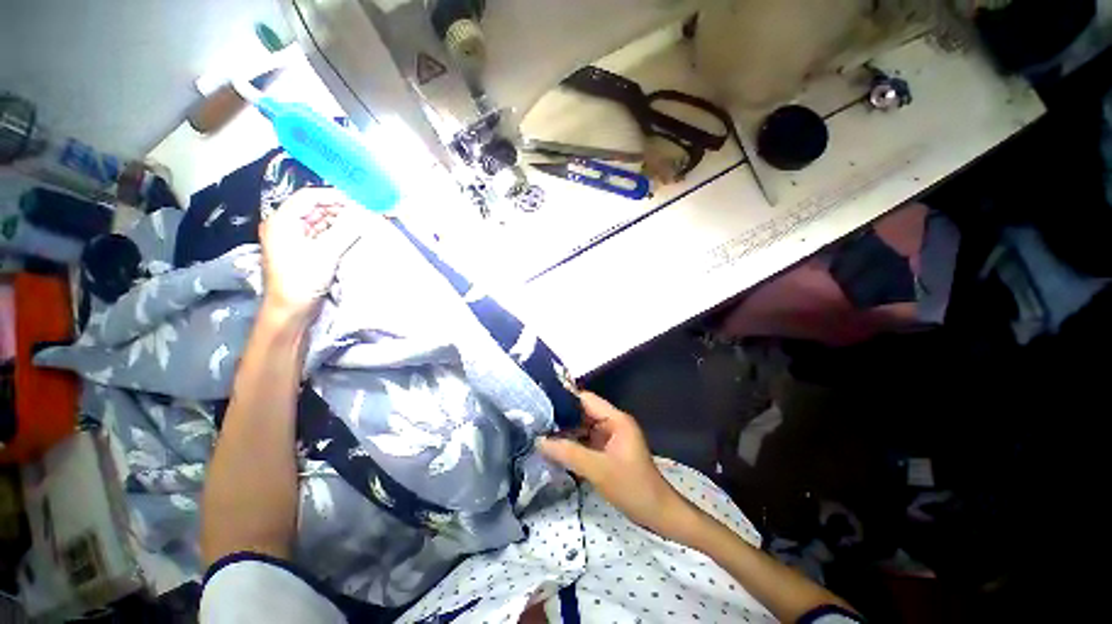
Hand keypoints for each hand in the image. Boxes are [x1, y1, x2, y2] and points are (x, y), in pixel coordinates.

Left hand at [259, 188, 362, 318]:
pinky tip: (351, 234)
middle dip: (340, 209)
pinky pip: (320, 234)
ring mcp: (292, 238)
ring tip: (362, 223)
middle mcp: (284, 225)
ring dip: (340, 221)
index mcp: (282, 221)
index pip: (310, 197)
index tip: (360, 201)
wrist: (289, 310)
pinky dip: (336, 232)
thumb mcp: (326, 253)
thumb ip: (346, 231)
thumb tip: (365, 215)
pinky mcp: (301, 250)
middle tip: (365, 213)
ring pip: (319, 221)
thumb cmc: (302, 280)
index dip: (335, 196)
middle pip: (315, 208)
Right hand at [537, 393, 693, 538]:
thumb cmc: (632, 487)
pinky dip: (571, 443)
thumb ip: (568, 453)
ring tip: (538, 432)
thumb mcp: (598, 469)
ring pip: (582, 427)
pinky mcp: (606, 450)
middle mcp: (612, 423)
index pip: (585, 399)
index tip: (540, 404)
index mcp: (615, 419)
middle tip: (534, 420)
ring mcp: (609, 437)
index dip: (564, 399)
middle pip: (582, 412)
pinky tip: (553, 448)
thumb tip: (539, 441)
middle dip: (560, 417)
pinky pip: (585, 441)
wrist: (657, 514)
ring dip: (564, 431)